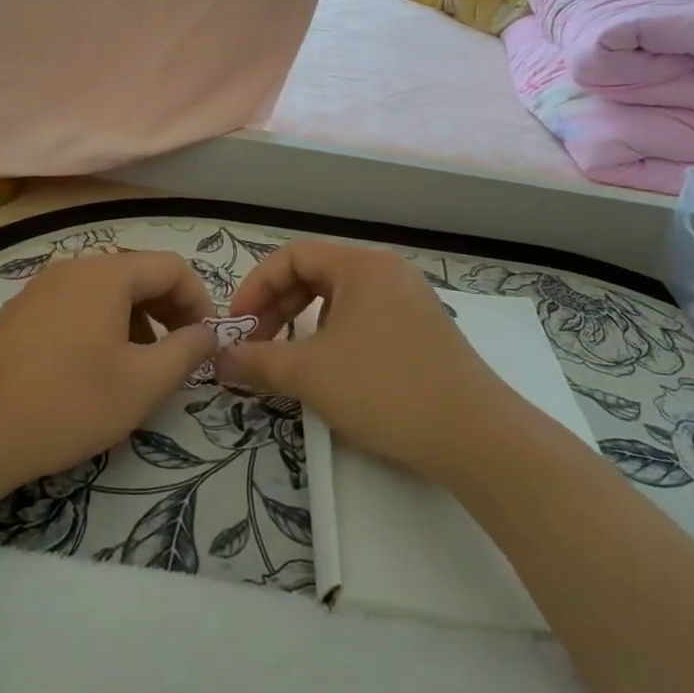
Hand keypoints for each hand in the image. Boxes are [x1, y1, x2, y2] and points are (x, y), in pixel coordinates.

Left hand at [0, 250, 216, 490]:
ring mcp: (41, 287)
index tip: (206, 343)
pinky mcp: (20, 311)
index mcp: (106, 274)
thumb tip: (208, 333)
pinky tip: (94, 366)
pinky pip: (76, 303)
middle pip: (138, 273)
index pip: (172, 268)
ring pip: (107, 290)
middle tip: (180, 354)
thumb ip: (187, 352)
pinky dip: (102, 323)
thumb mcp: (142, 384)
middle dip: (169, 310)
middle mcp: (73, 267)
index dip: (199, 302)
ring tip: (139, 364)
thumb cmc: (68, 404)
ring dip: (137, 319)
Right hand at [217, 241, 509, 479]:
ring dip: (303, 323)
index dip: (257, 287)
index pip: (293, 256)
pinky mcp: (422, 331)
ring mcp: (409, 300)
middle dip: (278, 307)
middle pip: (315, 274)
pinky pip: (364, 318)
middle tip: (257, 344)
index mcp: (361, 265)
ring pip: (339, 298)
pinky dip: (334, 336)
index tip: (239, 326)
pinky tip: (330, 370)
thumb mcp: (310, 374)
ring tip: (289, 359)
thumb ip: (258, 361)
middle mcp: (387, 272)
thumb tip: (219, 359)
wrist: (475, 436)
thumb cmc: (385, 388)